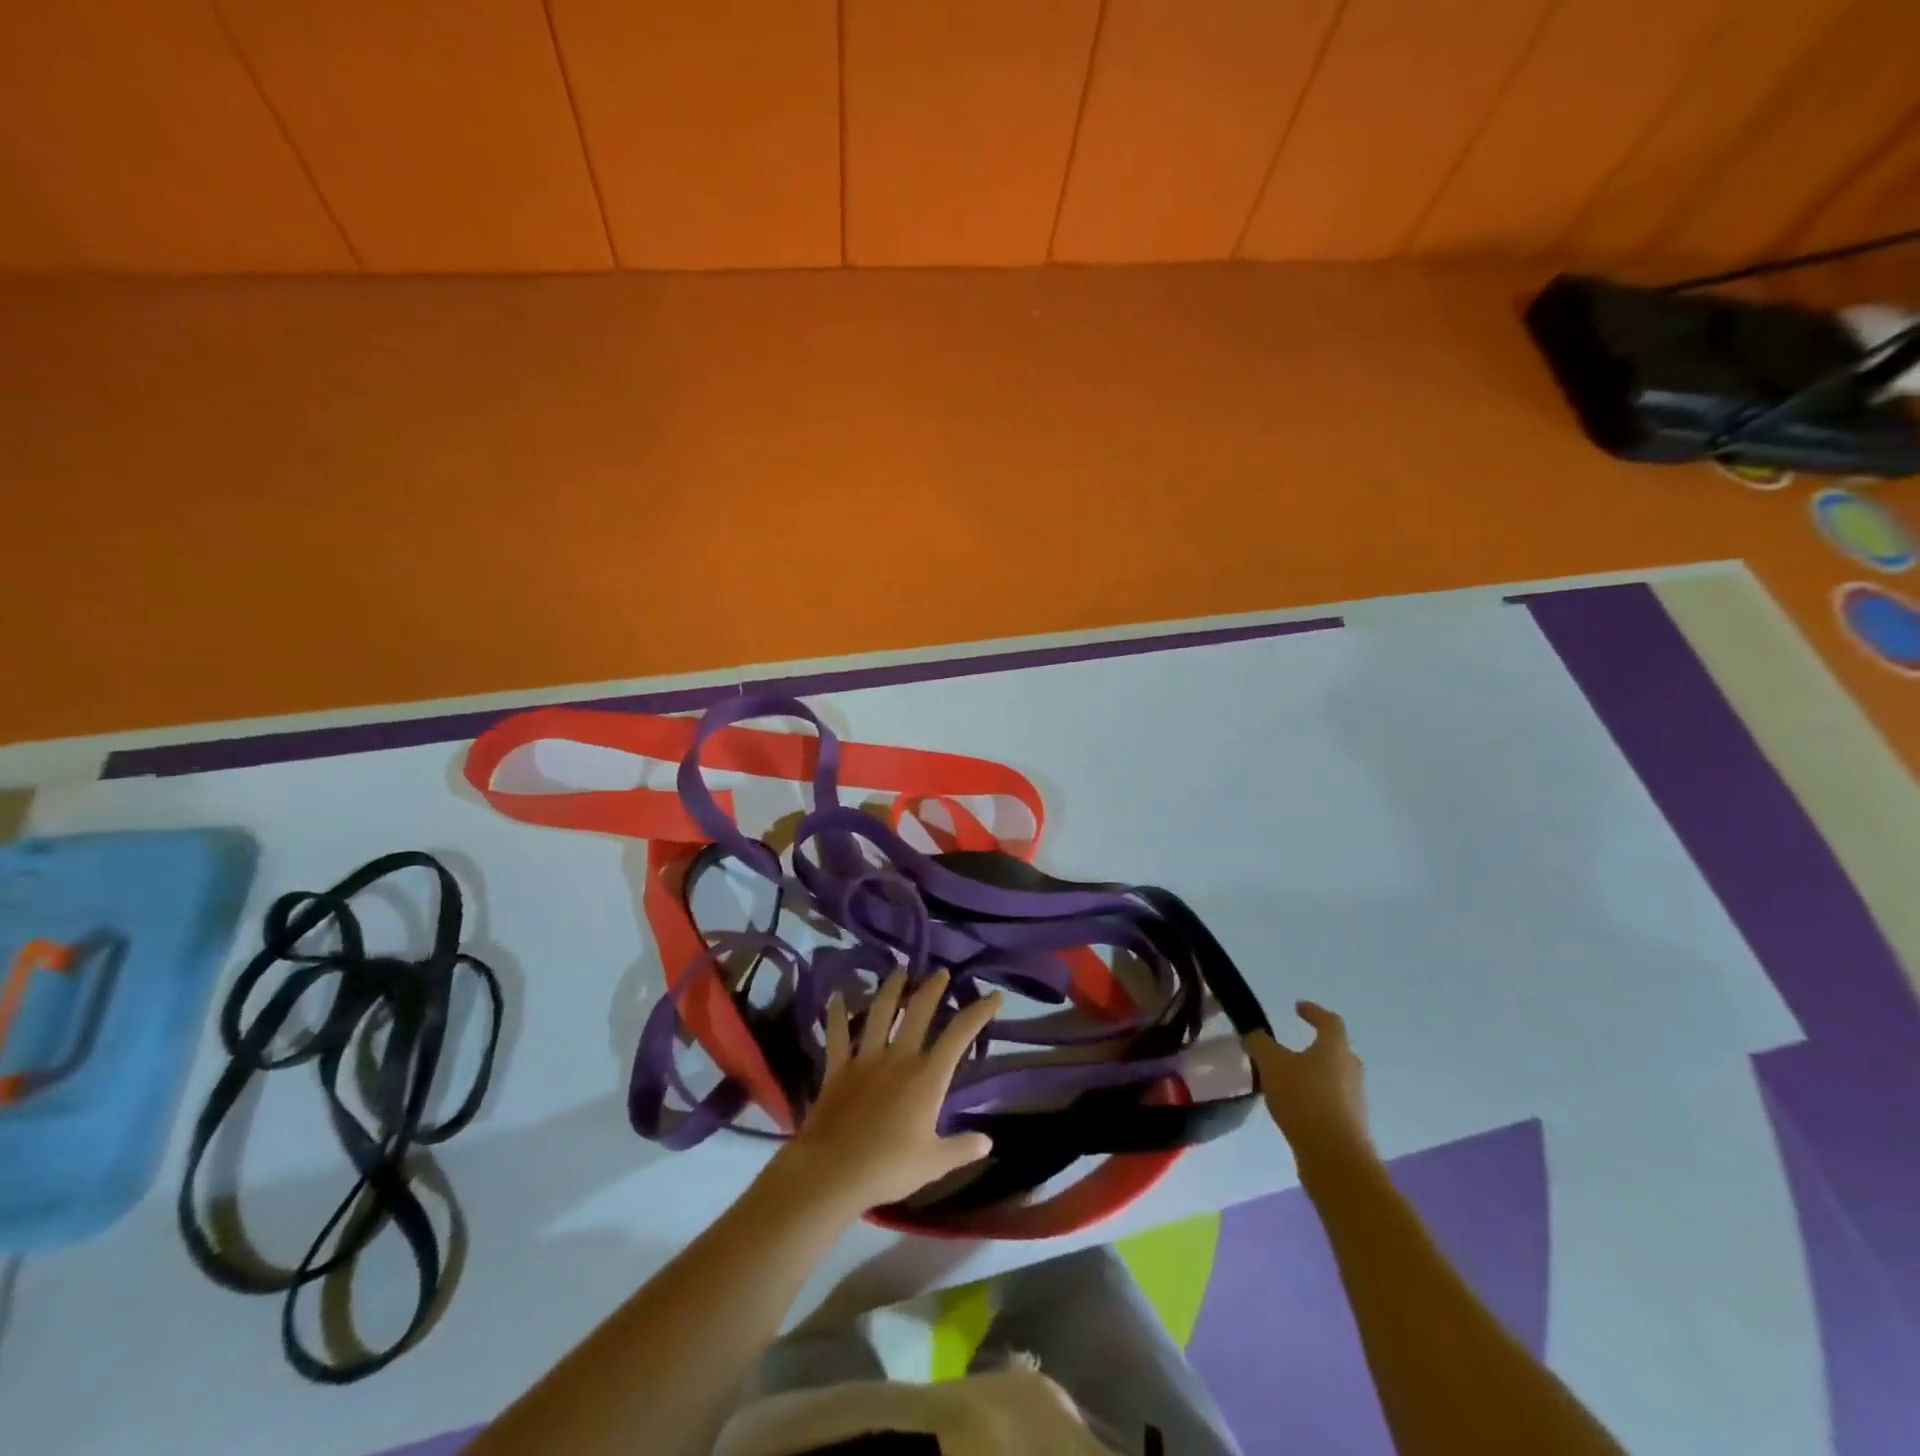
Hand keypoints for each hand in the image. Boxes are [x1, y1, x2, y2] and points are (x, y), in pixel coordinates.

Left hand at [774, 968, 1000, 1213]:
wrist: (835, 1170)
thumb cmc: (889, 1167)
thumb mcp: (934, 1163)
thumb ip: (962, 1148)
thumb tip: (988, 1141)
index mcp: (927, 1077)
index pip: (960, 1035)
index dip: (979, 1012)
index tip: (994, 996)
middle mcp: (899, 1057)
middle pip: (919, 1011)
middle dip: (932, 988)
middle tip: (940, 973)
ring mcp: (866, 1058)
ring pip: (881, 1011)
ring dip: (891, 988)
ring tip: (899, 970)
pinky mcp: (838, 1067)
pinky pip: (837, 1032)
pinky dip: (836, 1012)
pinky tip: (837, 994)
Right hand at [1247, 1001, 1373, 1171]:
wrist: (1335, 1157)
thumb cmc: (1304, 1098)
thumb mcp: (1271, 1064)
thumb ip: (1260, 1044)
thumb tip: (1254, 1035)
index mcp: (1334, 1048)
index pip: (1329, 1021)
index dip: (1314, 1011)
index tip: (1298, 1007)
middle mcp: (1350, 1070)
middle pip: (1337, 1050)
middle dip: (1317, 1045)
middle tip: (1295, 1045)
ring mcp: (1354, 1100)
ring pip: (1335, 1077)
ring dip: (1315, 1073)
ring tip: (1289, 1078)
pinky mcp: (1351, 1125)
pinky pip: (1332, 1101)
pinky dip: (1315, 1097)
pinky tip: (1295, 1106)